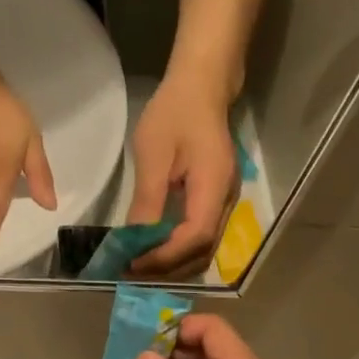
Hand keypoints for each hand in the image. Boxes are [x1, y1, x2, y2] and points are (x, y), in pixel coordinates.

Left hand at [128, 76, 238, 277]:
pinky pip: (201, 237)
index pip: (196, 237)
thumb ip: (147, 201)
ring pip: (204, 249)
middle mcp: (227, 201)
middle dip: (167, 267)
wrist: (202, 87)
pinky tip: (155, 249)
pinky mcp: (218, 201)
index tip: (133, 262)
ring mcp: (226, 203)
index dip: (165, 256)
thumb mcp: (153, 154)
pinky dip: (178, 250)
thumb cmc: (175, 113)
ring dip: (173, 263)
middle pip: (203, 251)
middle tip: (131, 271)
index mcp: (214, 187)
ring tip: (139, 265)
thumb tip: (134, 240)